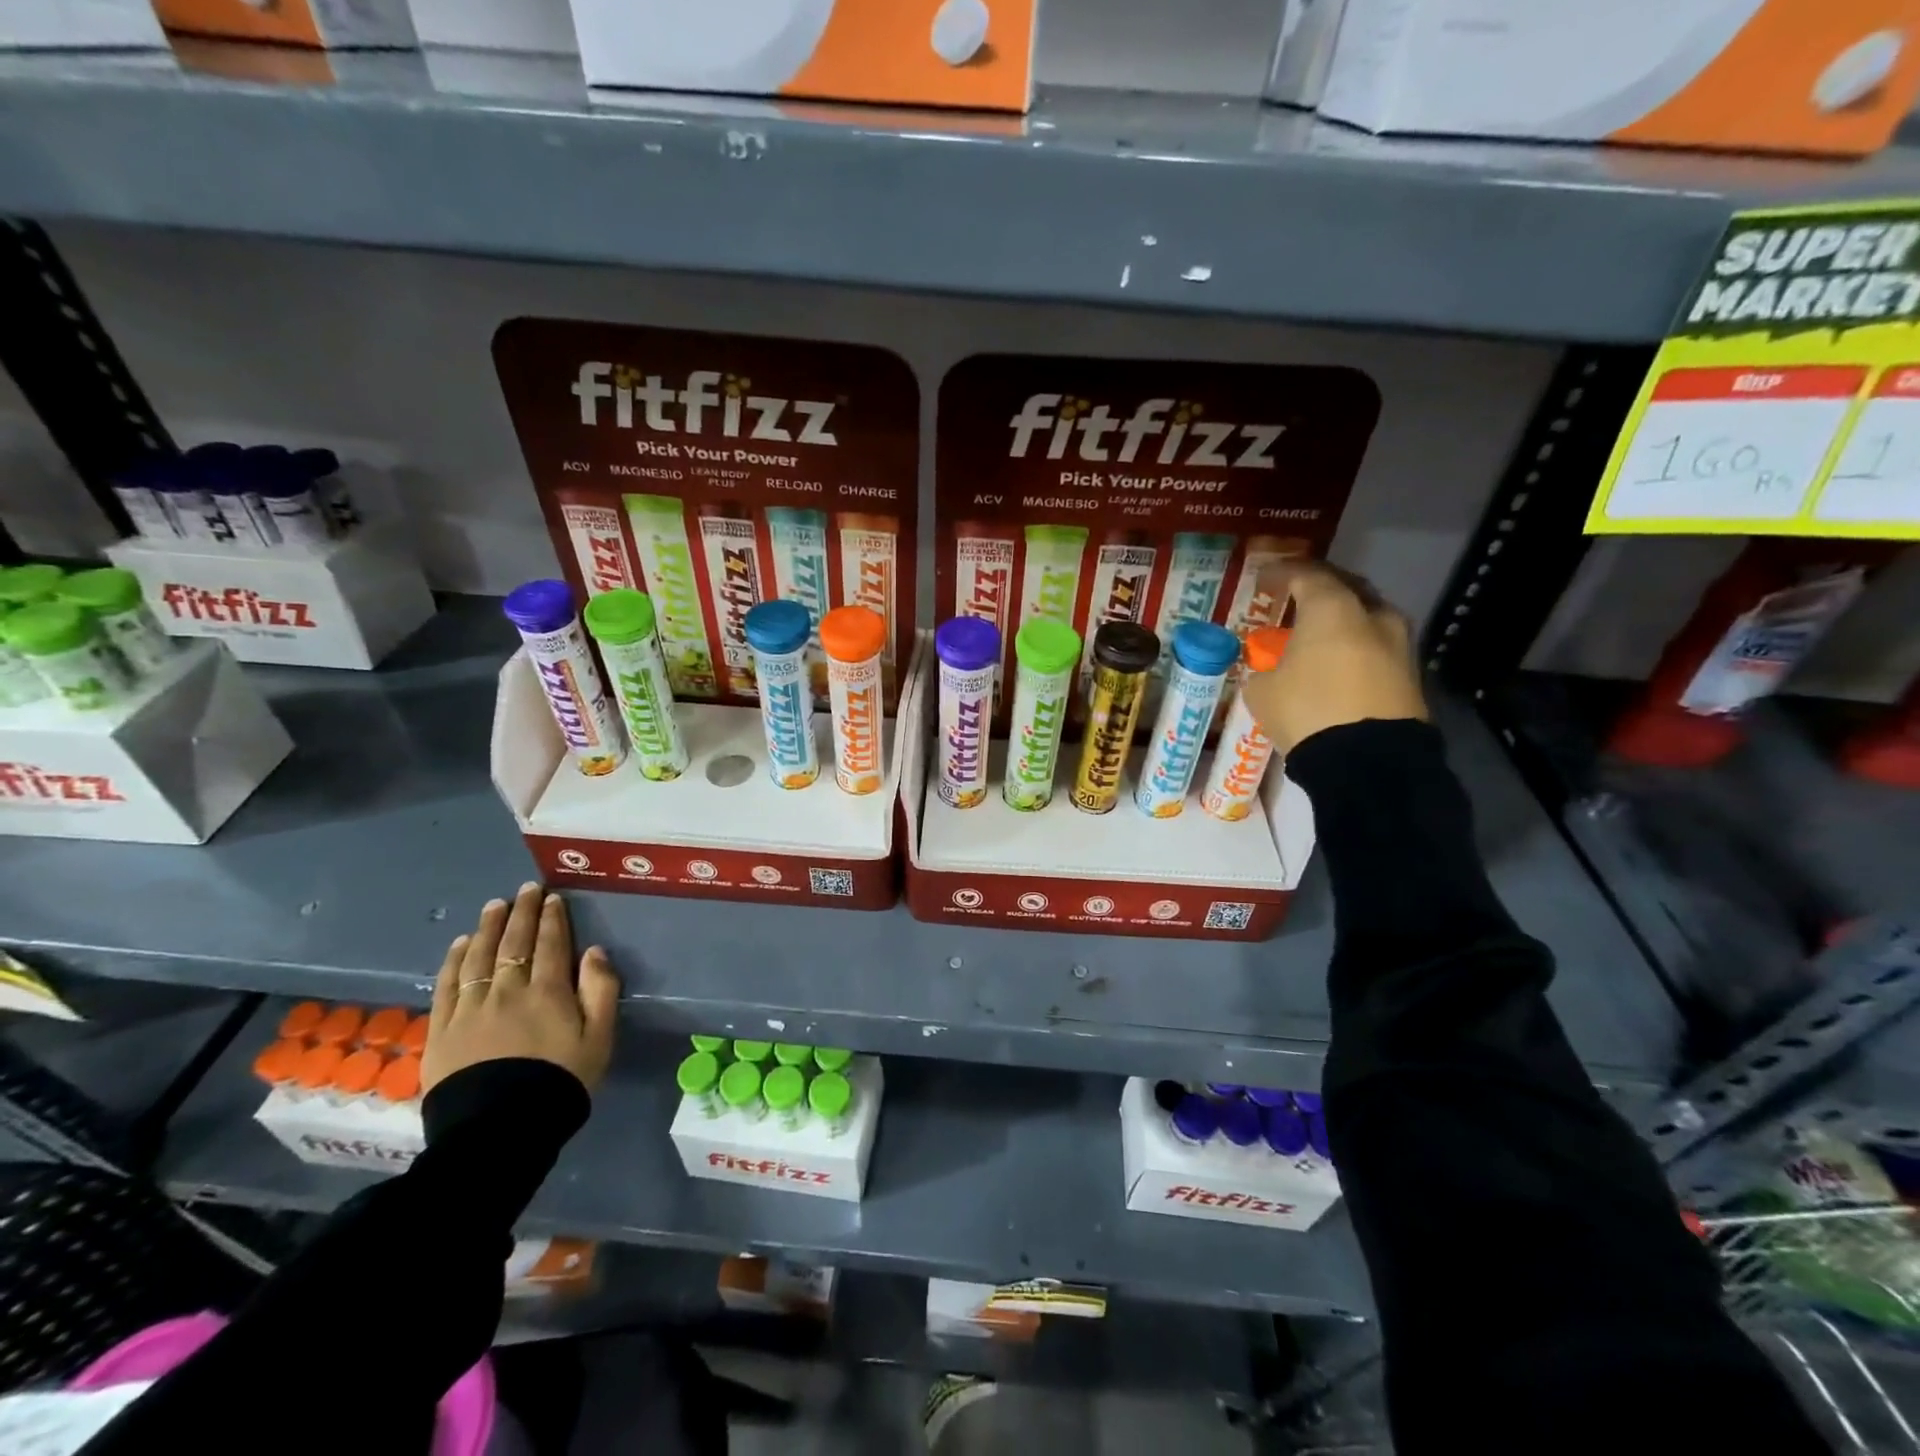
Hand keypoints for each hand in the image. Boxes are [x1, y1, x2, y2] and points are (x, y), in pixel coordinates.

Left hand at [423, 882, 619, 1094]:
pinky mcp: (441, 1029)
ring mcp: (470, 1008)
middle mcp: (507, 990)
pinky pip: (447, 984)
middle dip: (522, 912)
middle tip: (525, 889)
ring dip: (488, 927)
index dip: (552, 918)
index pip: (551, 944)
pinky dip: (455, 959)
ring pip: (479, 956)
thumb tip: (594, 951)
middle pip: (514, 942)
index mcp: (548, 991)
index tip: (552, 898)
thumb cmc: (560, 1082)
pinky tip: (461, 943)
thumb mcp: (599, 1039)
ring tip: (494, 906)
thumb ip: (601, 991)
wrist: (499, 1132)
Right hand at [1238, 561, 1428, 756]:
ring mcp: (1399, 643)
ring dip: (1342, 622)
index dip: (1282, 573)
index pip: (1306, 574)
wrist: (1368, 760)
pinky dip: (1356, 648)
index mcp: (1332, 608)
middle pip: (1345, 588)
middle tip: (1296, 602)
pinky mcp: (1411, 674)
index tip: (1264, 578)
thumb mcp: (1262, 690)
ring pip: (1366, 618)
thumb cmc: (1307, 710)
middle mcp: (1372, 614)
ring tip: (1318, 637)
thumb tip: (1268, 670)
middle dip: (1319, 592)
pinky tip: (1337, 664)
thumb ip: (1263, 669)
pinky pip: (1376, 648)